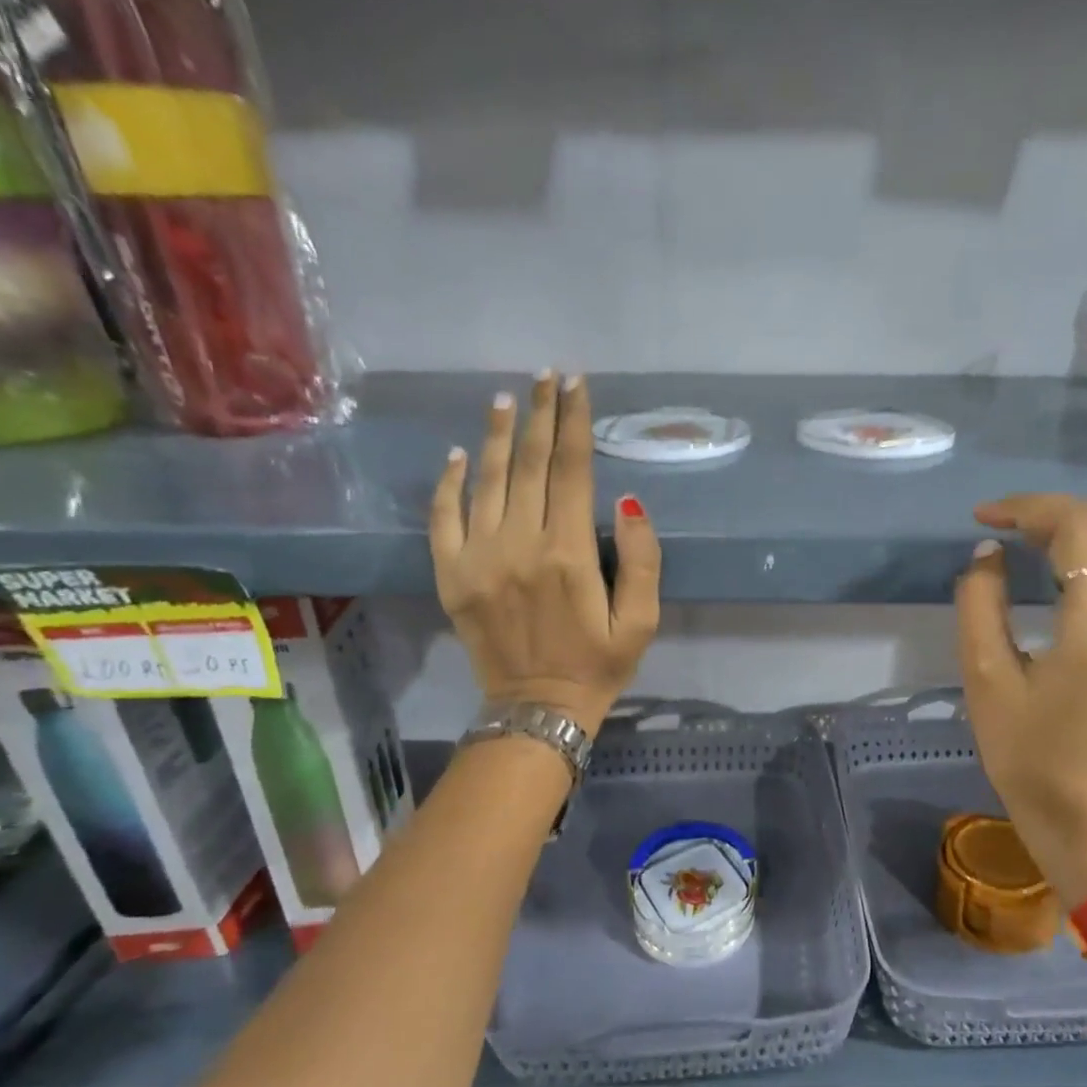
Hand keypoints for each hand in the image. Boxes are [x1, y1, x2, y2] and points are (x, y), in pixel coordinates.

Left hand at [430, 373, 660, 734]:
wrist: (537, 710)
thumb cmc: (598, 664)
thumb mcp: (642, 621)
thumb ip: (641, 559)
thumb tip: (627, 500)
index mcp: (568, 554)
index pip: (571, 470)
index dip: (574, 422)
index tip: (576, 384)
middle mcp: (519, 546)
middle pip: (529, 464)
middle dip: (539, 415)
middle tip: (546, 377)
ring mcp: (477, 559)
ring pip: (486, 480)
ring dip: (497, 435)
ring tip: (507, 399)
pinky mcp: (451, 576)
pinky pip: (444, 517)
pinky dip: (449, 482)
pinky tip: (460, 454)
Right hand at [955, 494, 1086, 906]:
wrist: (1079, 807)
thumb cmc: (1024, 750)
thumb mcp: (984, 676)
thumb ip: (980, 603)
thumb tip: (989, 552)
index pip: (1077, 529)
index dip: (1027, 510)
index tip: (984, 517)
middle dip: (1050, 512)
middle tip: (1002, 526)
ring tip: (1038, 537)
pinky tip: (1068, 563)